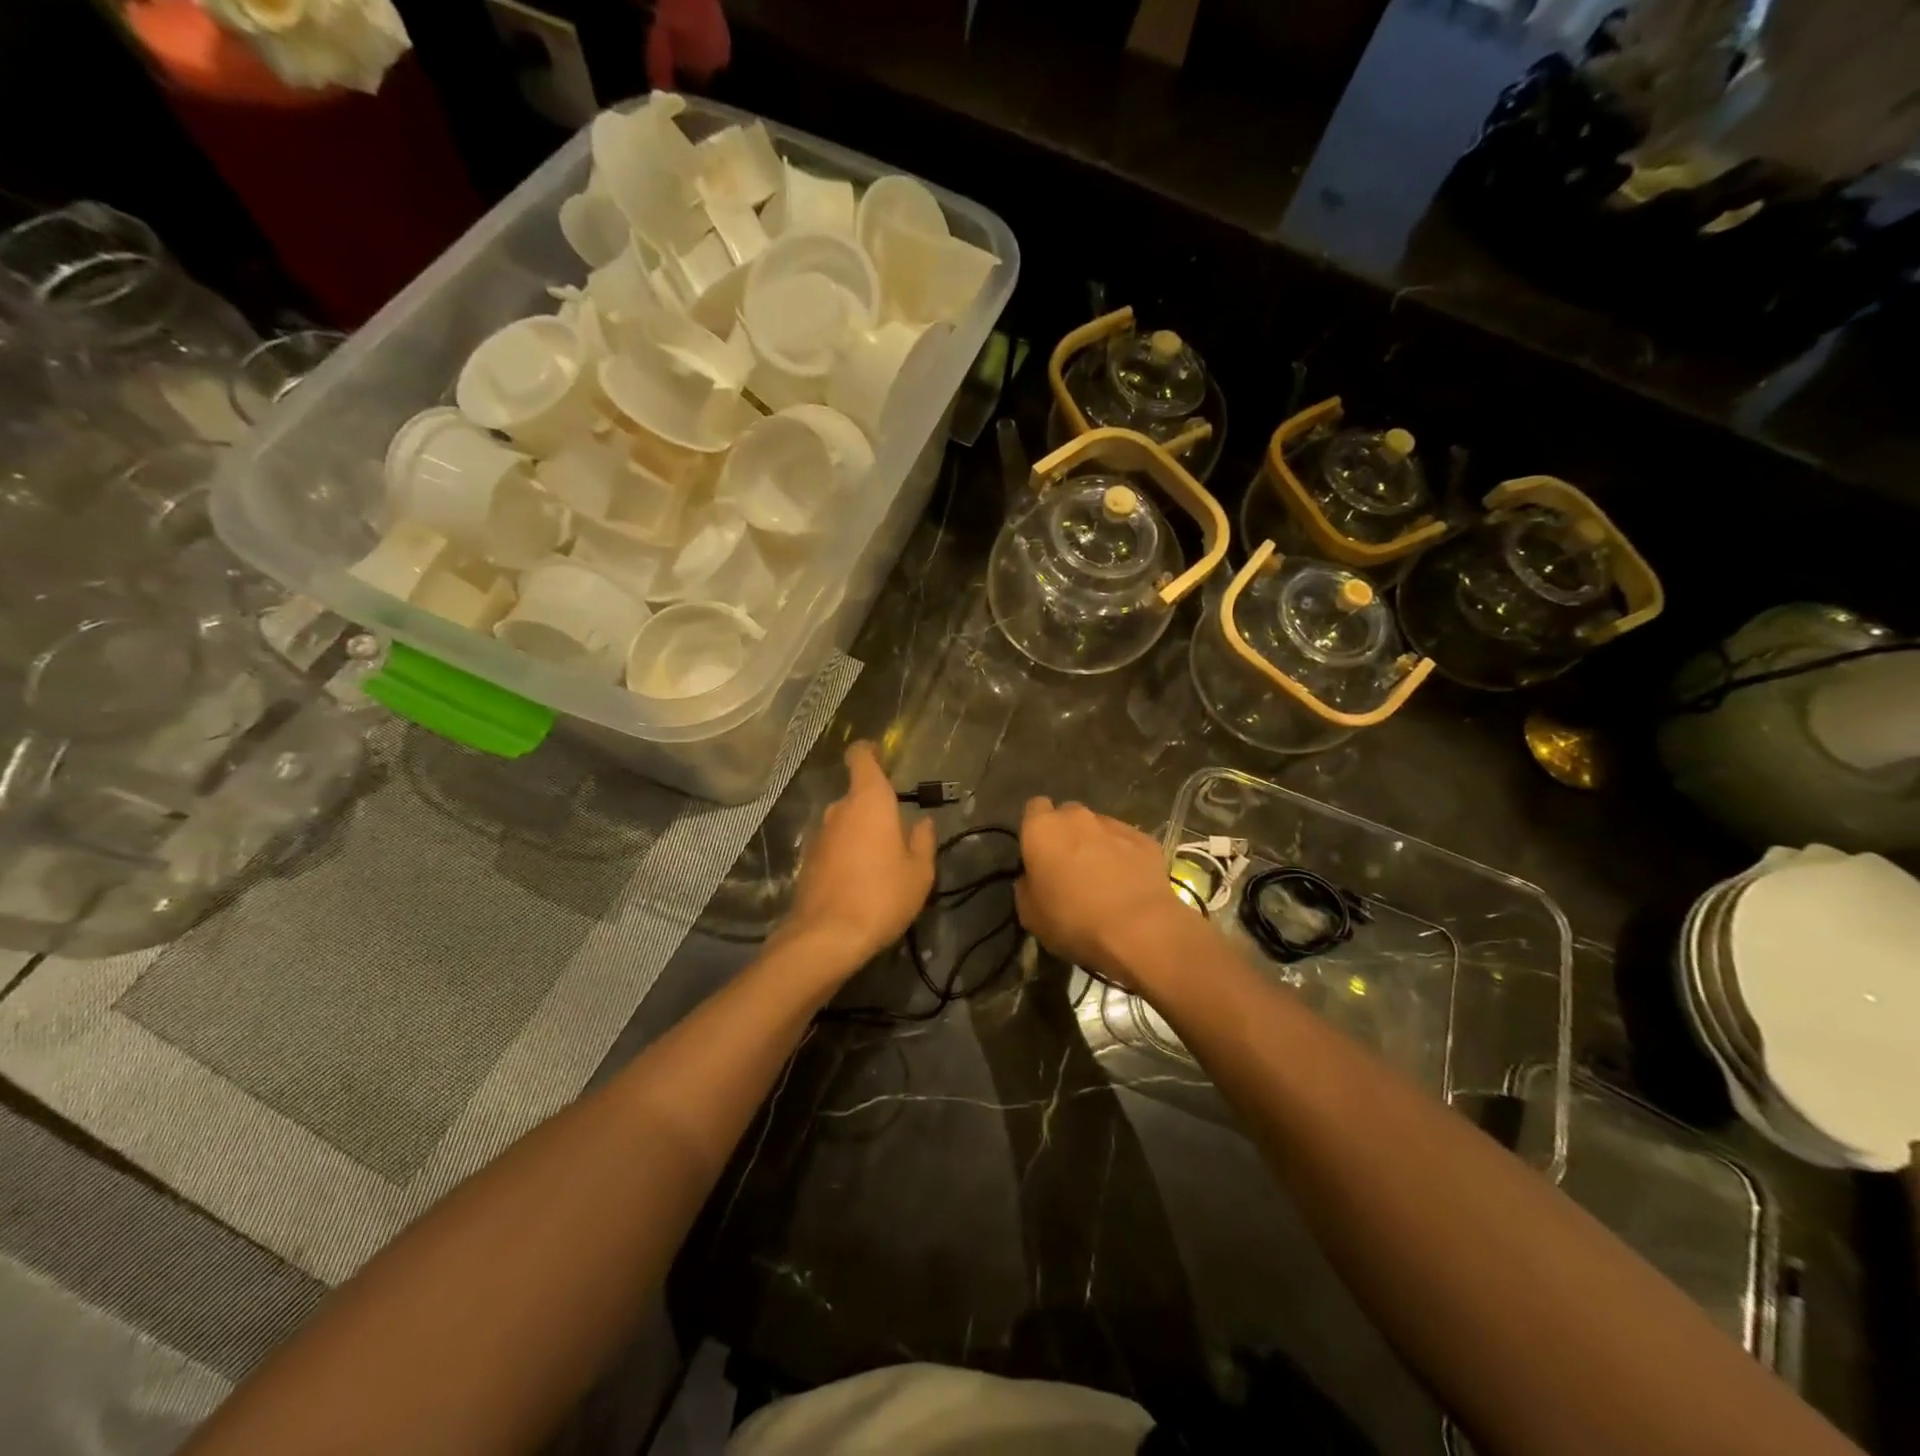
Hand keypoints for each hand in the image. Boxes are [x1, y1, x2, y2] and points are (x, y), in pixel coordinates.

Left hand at [782, 742, 935, 971]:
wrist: (827, 937)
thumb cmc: (882, 895)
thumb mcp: (919, 872)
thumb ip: (923, 842)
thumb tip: (922, 824)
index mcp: (869, 801)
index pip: (861, 757)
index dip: (869, 752)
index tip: (881, 756)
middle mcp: (839, 810)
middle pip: (857, 795)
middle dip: (876, 808)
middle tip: (898, 834)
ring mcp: (819, 835)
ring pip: (844, 822)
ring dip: (861, 834)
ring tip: (881, 864)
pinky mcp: (807, 861)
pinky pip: (833, 846)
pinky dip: (846, 854)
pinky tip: (860, 882)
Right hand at [1014, 797, 1189, 987]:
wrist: (1139, 930)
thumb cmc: (1074, 921)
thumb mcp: (1030, 914)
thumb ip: (1025, 886)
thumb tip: (1032, 878)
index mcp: (1042, 829)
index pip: (1034, 808)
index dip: (1036, 829)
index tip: (1039, 853)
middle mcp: (1077, 817)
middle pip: (1067, 815)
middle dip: (1067, 834)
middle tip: (1069, 867)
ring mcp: (1114, 825)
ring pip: (1098, 827)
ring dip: (1096, 844)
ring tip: (1103, 877)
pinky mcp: (1145, 839)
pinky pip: (1126, 842)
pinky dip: (1124, 855)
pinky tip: (1128, 882)